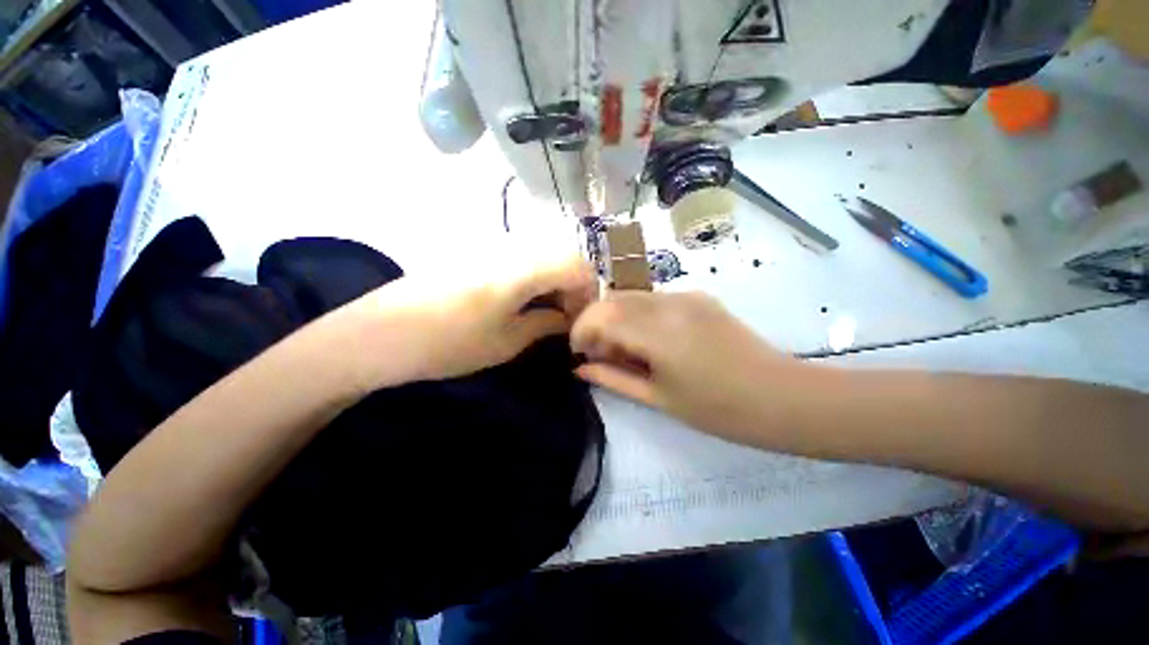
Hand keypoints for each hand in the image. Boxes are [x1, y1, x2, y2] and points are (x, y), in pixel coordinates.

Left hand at [349, 254, 597, 386]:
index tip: (582, 318)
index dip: (588, 291)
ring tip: (546, 310)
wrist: (380, 334)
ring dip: (553, 279)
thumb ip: (546, 324)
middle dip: (573, 285)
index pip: (576, 266)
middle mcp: (510, 247)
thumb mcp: (507, 342)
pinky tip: (523, 299)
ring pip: (540, 254)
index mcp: (521, 269)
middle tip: (566, 316)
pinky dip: (533, 275)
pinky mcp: (474, 252)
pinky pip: (518, 256)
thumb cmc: (448, 344)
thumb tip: (568, 319)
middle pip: (561, 254)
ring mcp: (489, 245)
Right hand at [571, 291, 823, 444]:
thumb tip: (581, 368)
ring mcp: (685, 296)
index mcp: (658, 333)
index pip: (600, 317)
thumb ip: (613, 378)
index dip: (581, 331)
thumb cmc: (718, 409)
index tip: (578, 352)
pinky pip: (654, 298)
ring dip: (616, 317)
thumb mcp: (658, 398)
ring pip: (632, 296)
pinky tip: (648, 338)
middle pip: (613, 300)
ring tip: (623, 348)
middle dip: (596, 323)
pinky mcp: (698, 296)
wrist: (782, 396)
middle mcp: (668, 304)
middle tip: (599, 353)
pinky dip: (638, 314)